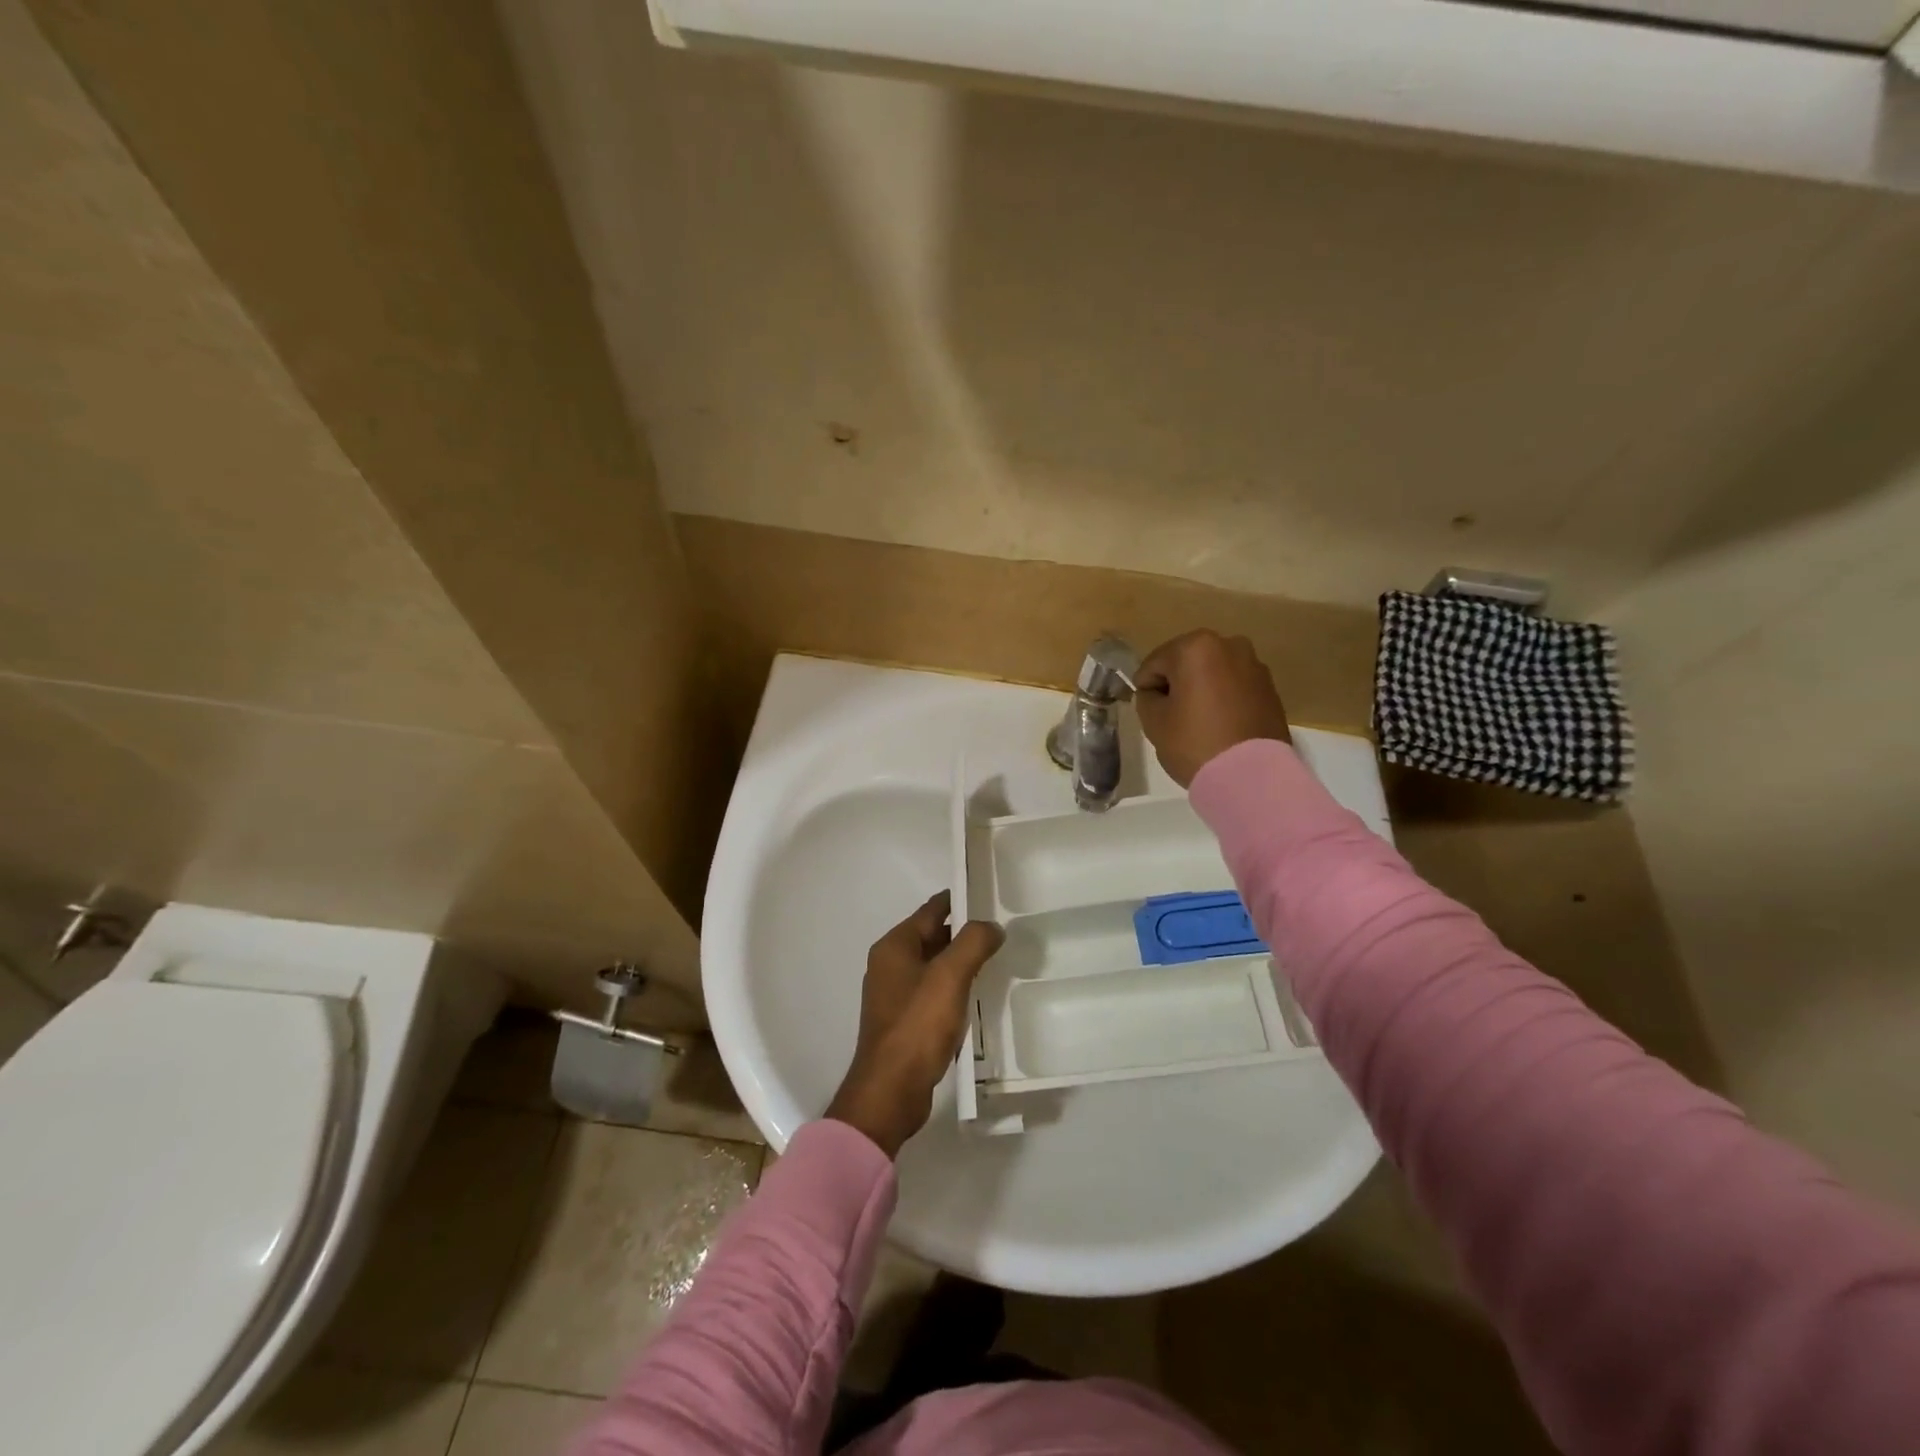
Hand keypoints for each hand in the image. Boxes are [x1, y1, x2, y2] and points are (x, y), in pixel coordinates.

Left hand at [825, 892, 1003, 1157]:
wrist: (890, 1091)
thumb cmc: (917, 1026)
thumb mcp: (950, 976)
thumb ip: (973, 943)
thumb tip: (991, 926)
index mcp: (894, 946)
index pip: (932, 910)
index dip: (960, 899)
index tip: (991, 895)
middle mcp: (890, 964)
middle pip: (932, 936)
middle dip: (964, 932)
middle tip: (1003, 929)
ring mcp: (895, 994)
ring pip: (934, 965)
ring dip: (961, 961)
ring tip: (997, 959)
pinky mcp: (904, 1021)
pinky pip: (933, 992)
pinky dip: (954, 988)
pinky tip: (978, 995)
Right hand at [1134, 629, 1290, 787]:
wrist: (1251, 775)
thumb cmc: (1194, 742)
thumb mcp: (1153, 721)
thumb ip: (1146, 698)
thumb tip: (1156, 693)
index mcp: (1195, 647)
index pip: (1153, 664)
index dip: (1146, 689)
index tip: (1151, 713)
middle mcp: (1229, 645)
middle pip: (1185, 664)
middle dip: (1176, 685)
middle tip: (1173, 717)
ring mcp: (1254, 666)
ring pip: (1212, 674)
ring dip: (1201, 690)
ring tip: (1199, 723)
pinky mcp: (1270, 688)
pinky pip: (1234, 688)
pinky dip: (1223, 699)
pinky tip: (1221, 725)